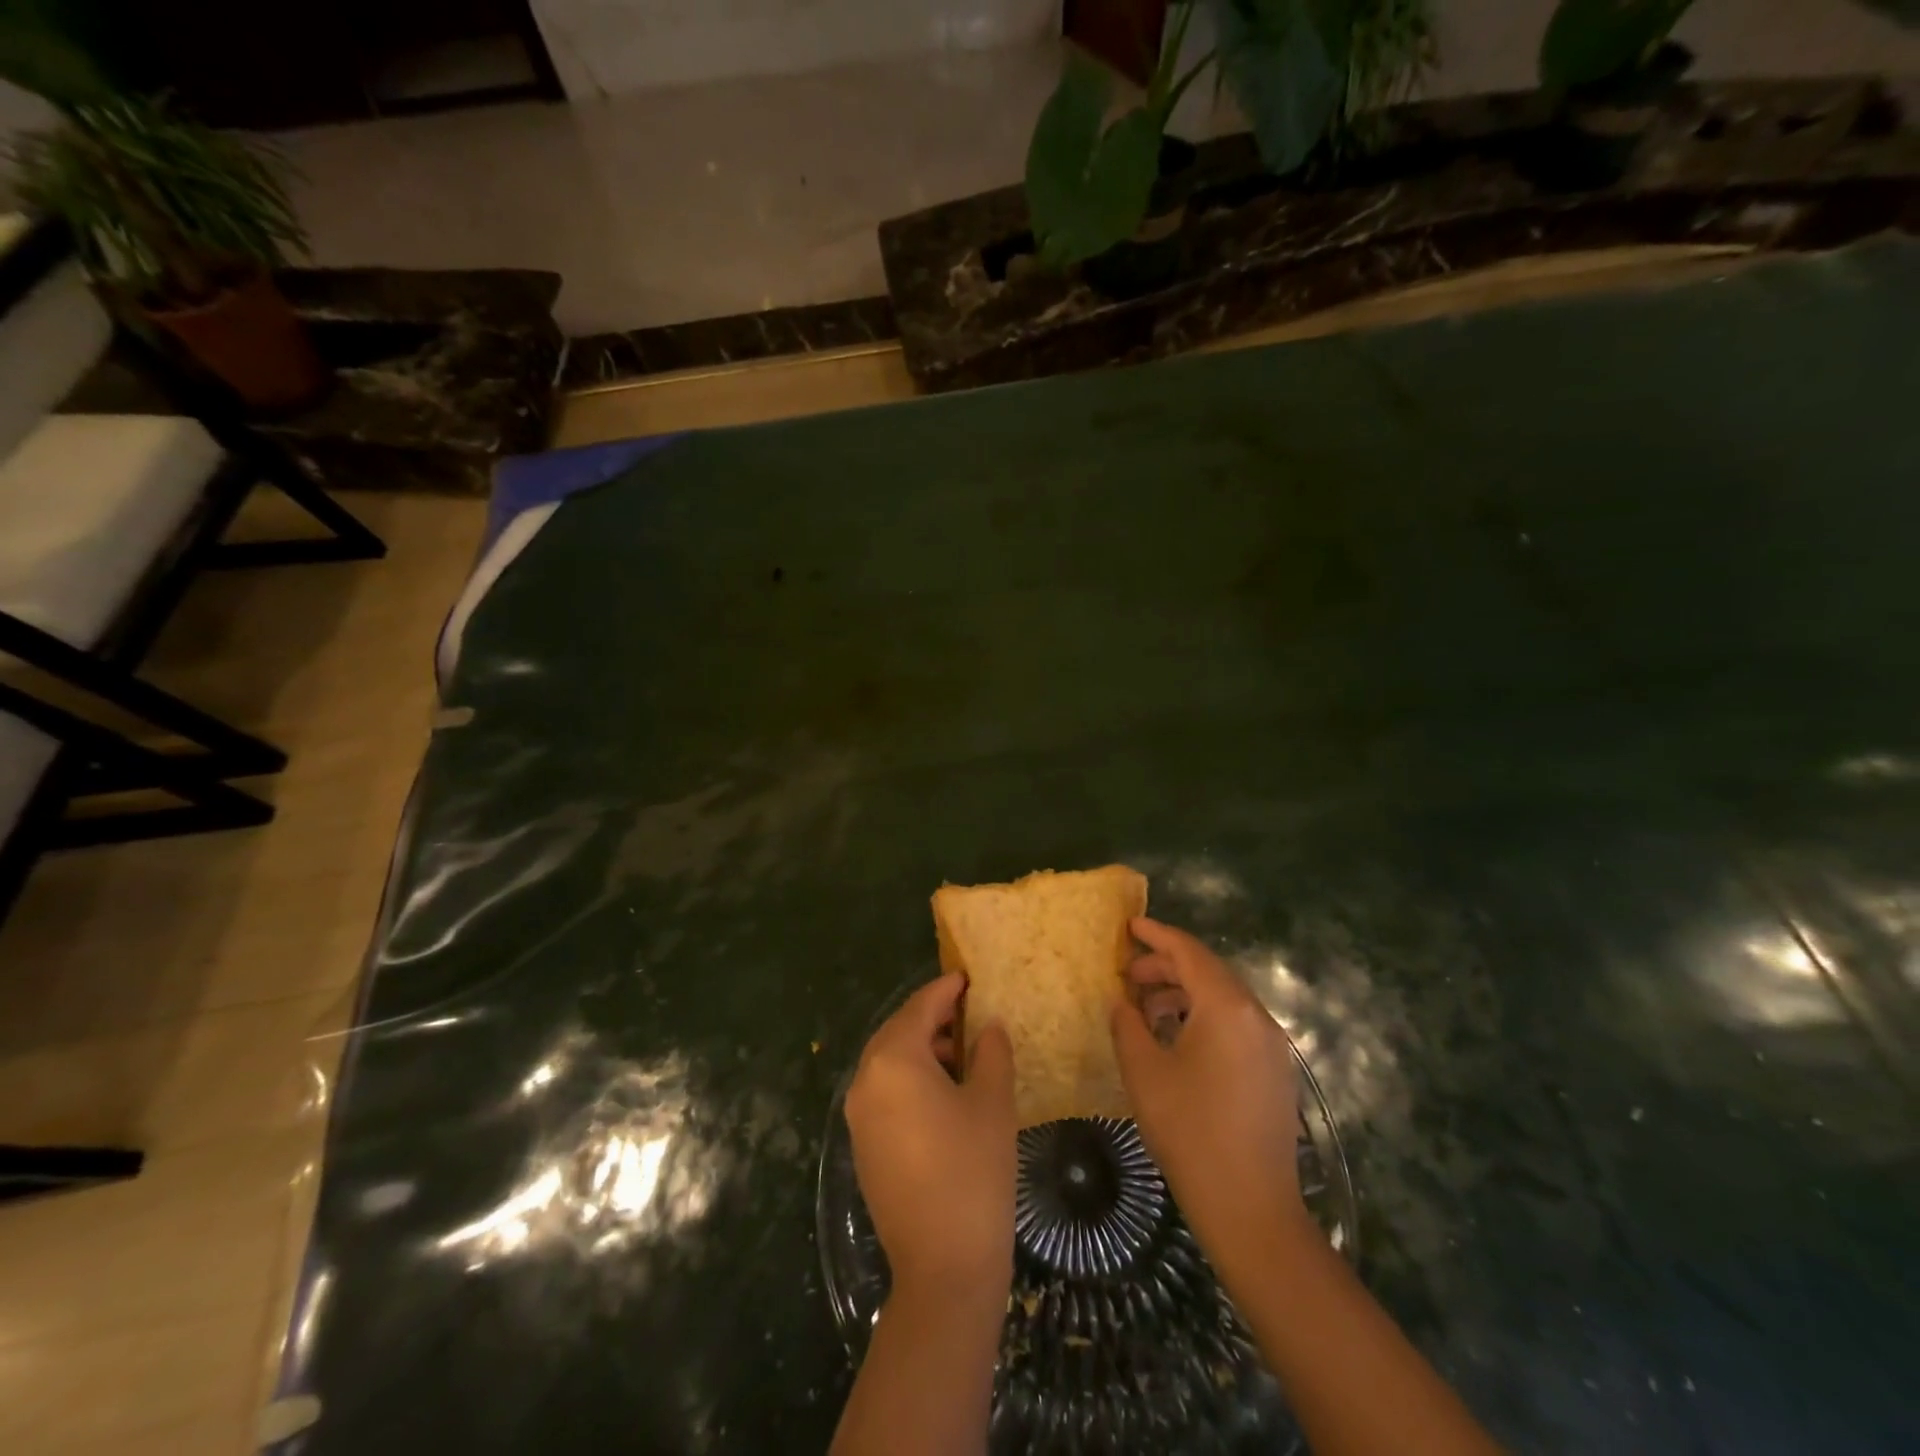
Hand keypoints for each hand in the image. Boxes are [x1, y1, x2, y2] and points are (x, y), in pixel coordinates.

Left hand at [846, 974, 1016, 1303]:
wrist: (943, 1267)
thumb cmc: (973, 1171)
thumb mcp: (992, 1102)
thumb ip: (991, 1052)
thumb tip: (988, 1026)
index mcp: (894, 1060)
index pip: (920, 1007)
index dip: (946, 989)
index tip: (967, 977)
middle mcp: (865, 1080)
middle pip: (898, 1030)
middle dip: (931, 1017)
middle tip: (967, 1011)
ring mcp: (858, 1115)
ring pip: (888, 1061)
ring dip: (921, 1048)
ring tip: (962, 1053)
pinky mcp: (862, 1144)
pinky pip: (884, 1091)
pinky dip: (909, 1078)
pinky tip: (943, 1092)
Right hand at [1110, 917, 1308, 1270]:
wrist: (1251, 1208)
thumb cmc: (1190, 1131)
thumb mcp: (1144, 1072)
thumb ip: (1128, 1025)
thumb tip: (1123, 1002)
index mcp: (1227, 1007)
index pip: (1189, 952)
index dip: (1157, 936)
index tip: (1130, 926)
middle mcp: (1256, 1016)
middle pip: (1208, 972)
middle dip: (1167, 966)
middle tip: (1128, 975)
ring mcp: (1271, 1045)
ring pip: (1223, 998)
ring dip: (1184, 993)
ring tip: (1146, 1007)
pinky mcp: (1274, 1071)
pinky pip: (1235, 1024)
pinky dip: (1203, 1016)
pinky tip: (1176, 1037)